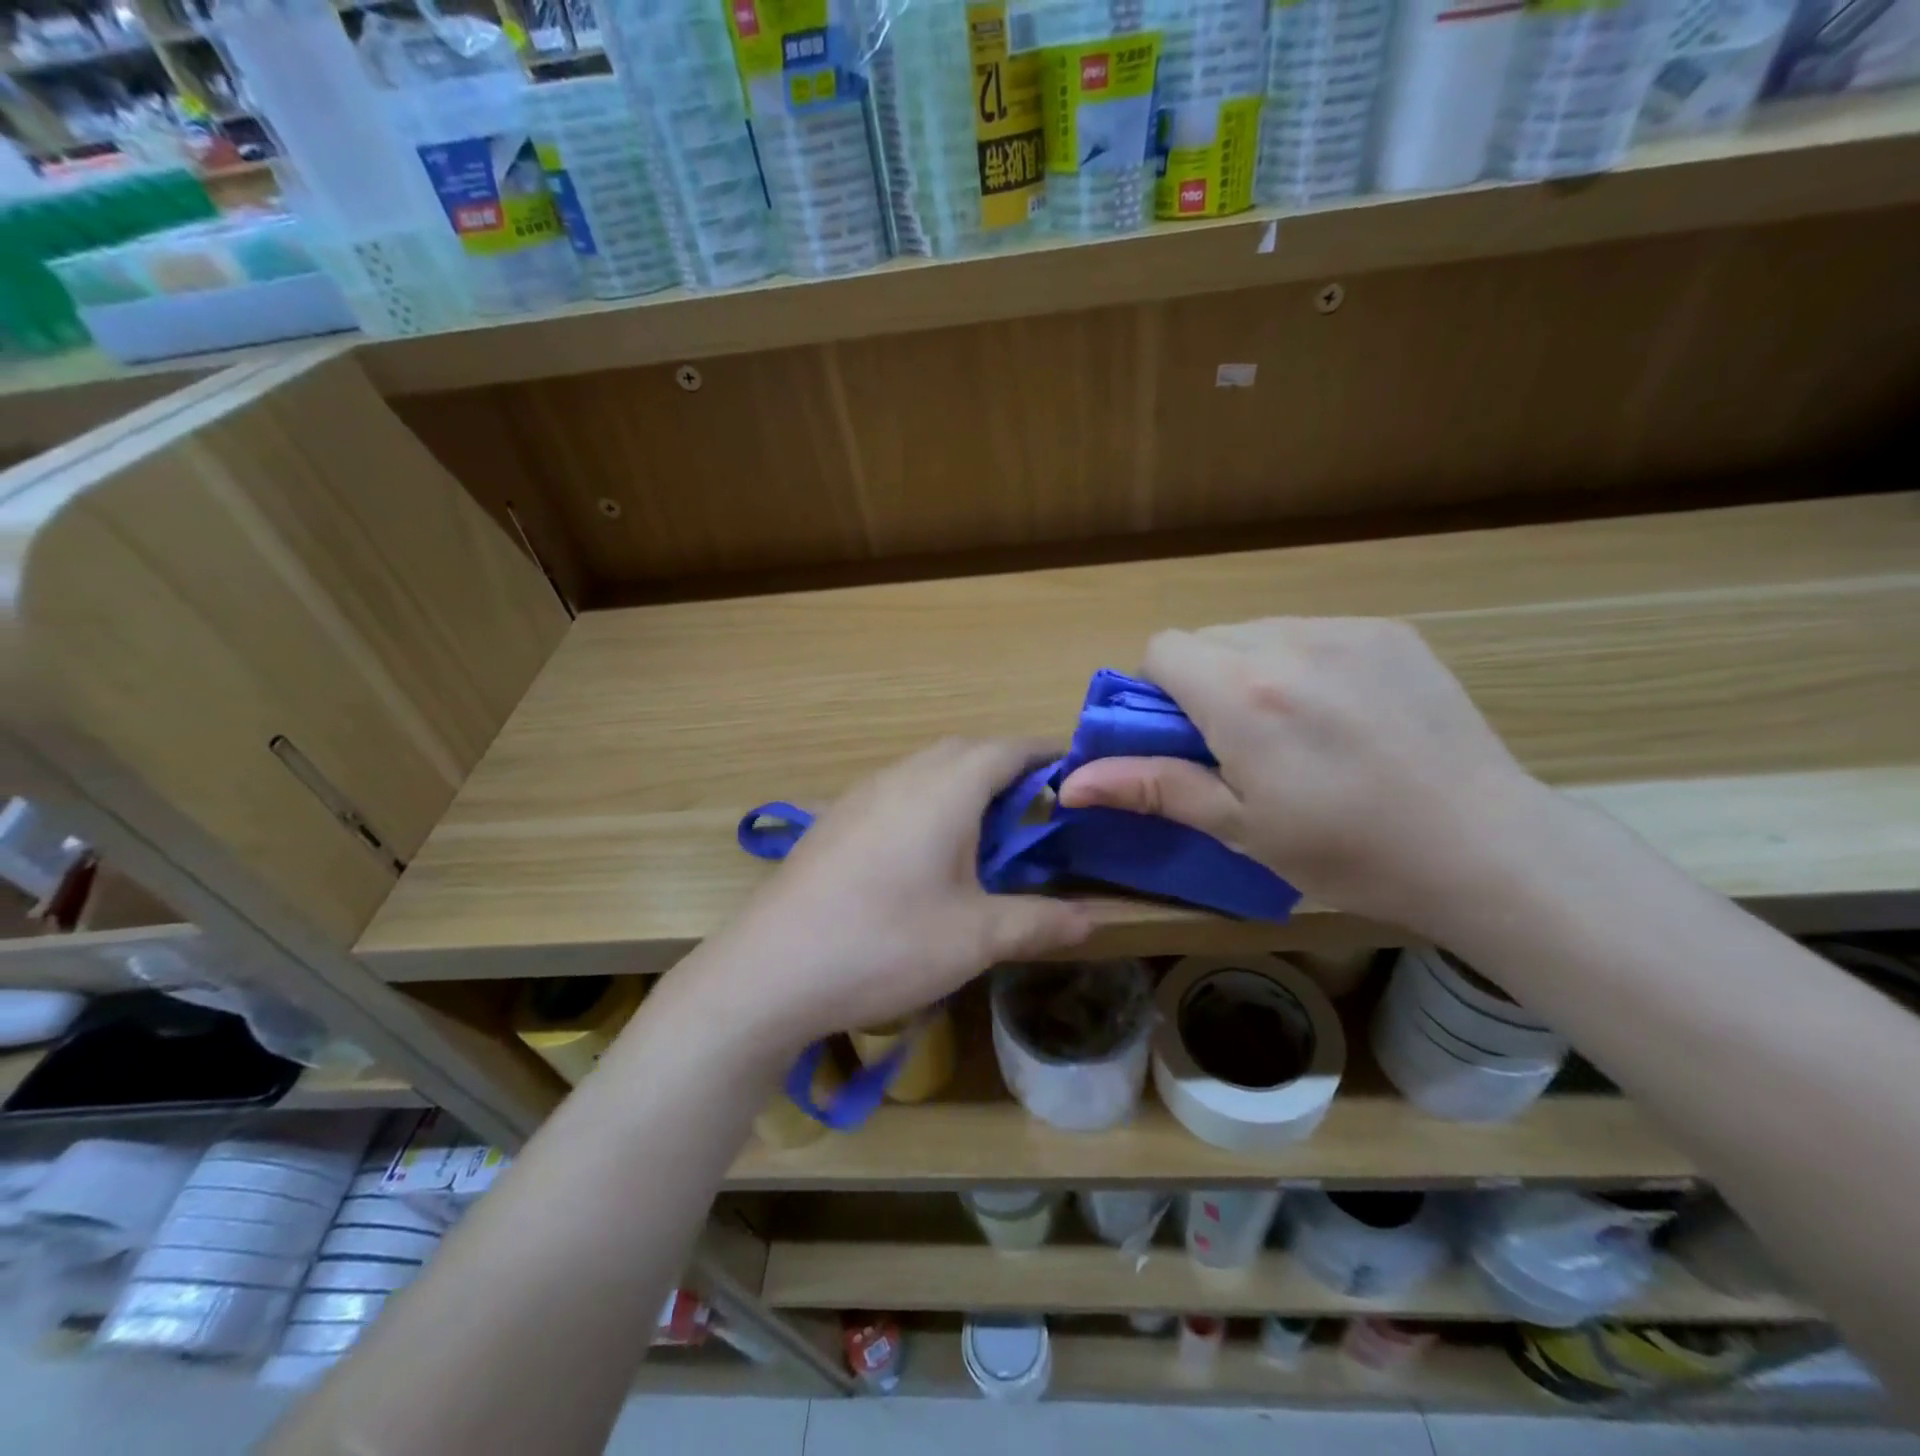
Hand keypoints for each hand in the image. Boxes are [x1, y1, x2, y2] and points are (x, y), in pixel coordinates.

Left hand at [692, 738, 1092, 1053]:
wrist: (770, 971)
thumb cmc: (885, 944)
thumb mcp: (975, 938)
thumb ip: (1040, 921)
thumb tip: (1093, 919)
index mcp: (944, 788)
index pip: (1008, 748)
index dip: (1048, 755)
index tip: (1078, 776)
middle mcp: (902, 775)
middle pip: (966, 751)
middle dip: (1007, 769)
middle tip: (1037, 811)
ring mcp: (861, 795)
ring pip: (927, 768)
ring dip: (964, 785)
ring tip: (988, 833)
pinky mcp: (835, 820)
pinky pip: (896, 791)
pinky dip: (928, 804)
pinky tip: (926, 856)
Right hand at [1057, 618, 1545, 934]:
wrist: (1482, 846)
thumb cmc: (1346, 850)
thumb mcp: (1238, 827)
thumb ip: (1152, 788)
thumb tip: (1071, 785)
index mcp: (1242, 695)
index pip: (1163, 648)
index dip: (1159, 689)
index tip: (1184, 734)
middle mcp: (1287, 643)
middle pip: (1208, 636)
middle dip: (1204, 680)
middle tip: (1238, 741)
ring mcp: (1345, 631)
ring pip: (1259, 631)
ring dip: (1252, 669)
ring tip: (1295, 728)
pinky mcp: (1389, 632)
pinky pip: (1314, 632)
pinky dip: (1304, 662)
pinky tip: (1342, 713)